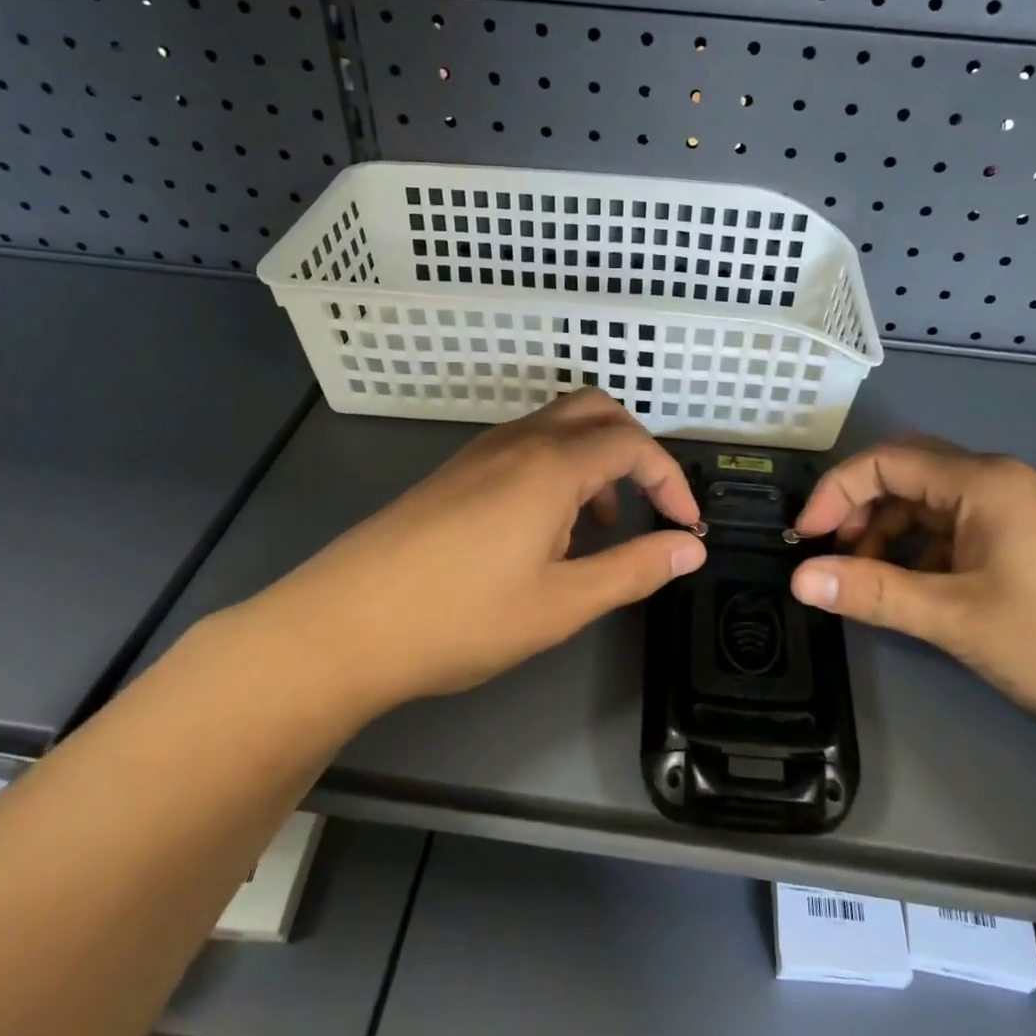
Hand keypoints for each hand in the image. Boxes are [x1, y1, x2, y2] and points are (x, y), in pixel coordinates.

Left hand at [223, 389, 704, 721]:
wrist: (343, 624)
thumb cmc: (461, 618)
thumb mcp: (562, 604)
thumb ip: (634, 569)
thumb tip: (692, 547)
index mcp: (551, 465)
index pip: (633, 444)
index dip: (670, 479)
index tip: (684, 524)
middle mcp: (519, 442)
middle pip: (596, 411)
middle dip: (635, 449)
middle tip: (646, 504)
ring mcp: (481, 451)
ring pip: (558, 425)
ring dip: (594, 459)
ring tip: (594, 528)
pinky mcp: (455, 471)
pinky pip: (524, 446)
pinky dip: (557, 468)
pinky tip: (543, 529)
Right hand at [788, 437, 1035, 749]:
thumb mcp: (957, 618)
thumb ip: (873, 592)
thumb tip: (799, 580)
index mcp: (981, 482)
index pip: (885, 462)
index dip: (835, 493)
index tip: (805, 540)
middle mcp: (1000, 483)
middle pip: (908, 476)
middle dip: (860, 510)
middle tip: (832, 557)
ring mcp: (1022, 512)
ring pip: (934, 506)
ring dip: (892, 535)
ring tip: (870, 582)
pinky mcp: (1035, 543)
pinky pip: (961, 530)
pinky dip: (926, 552)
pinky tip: (919, 590)